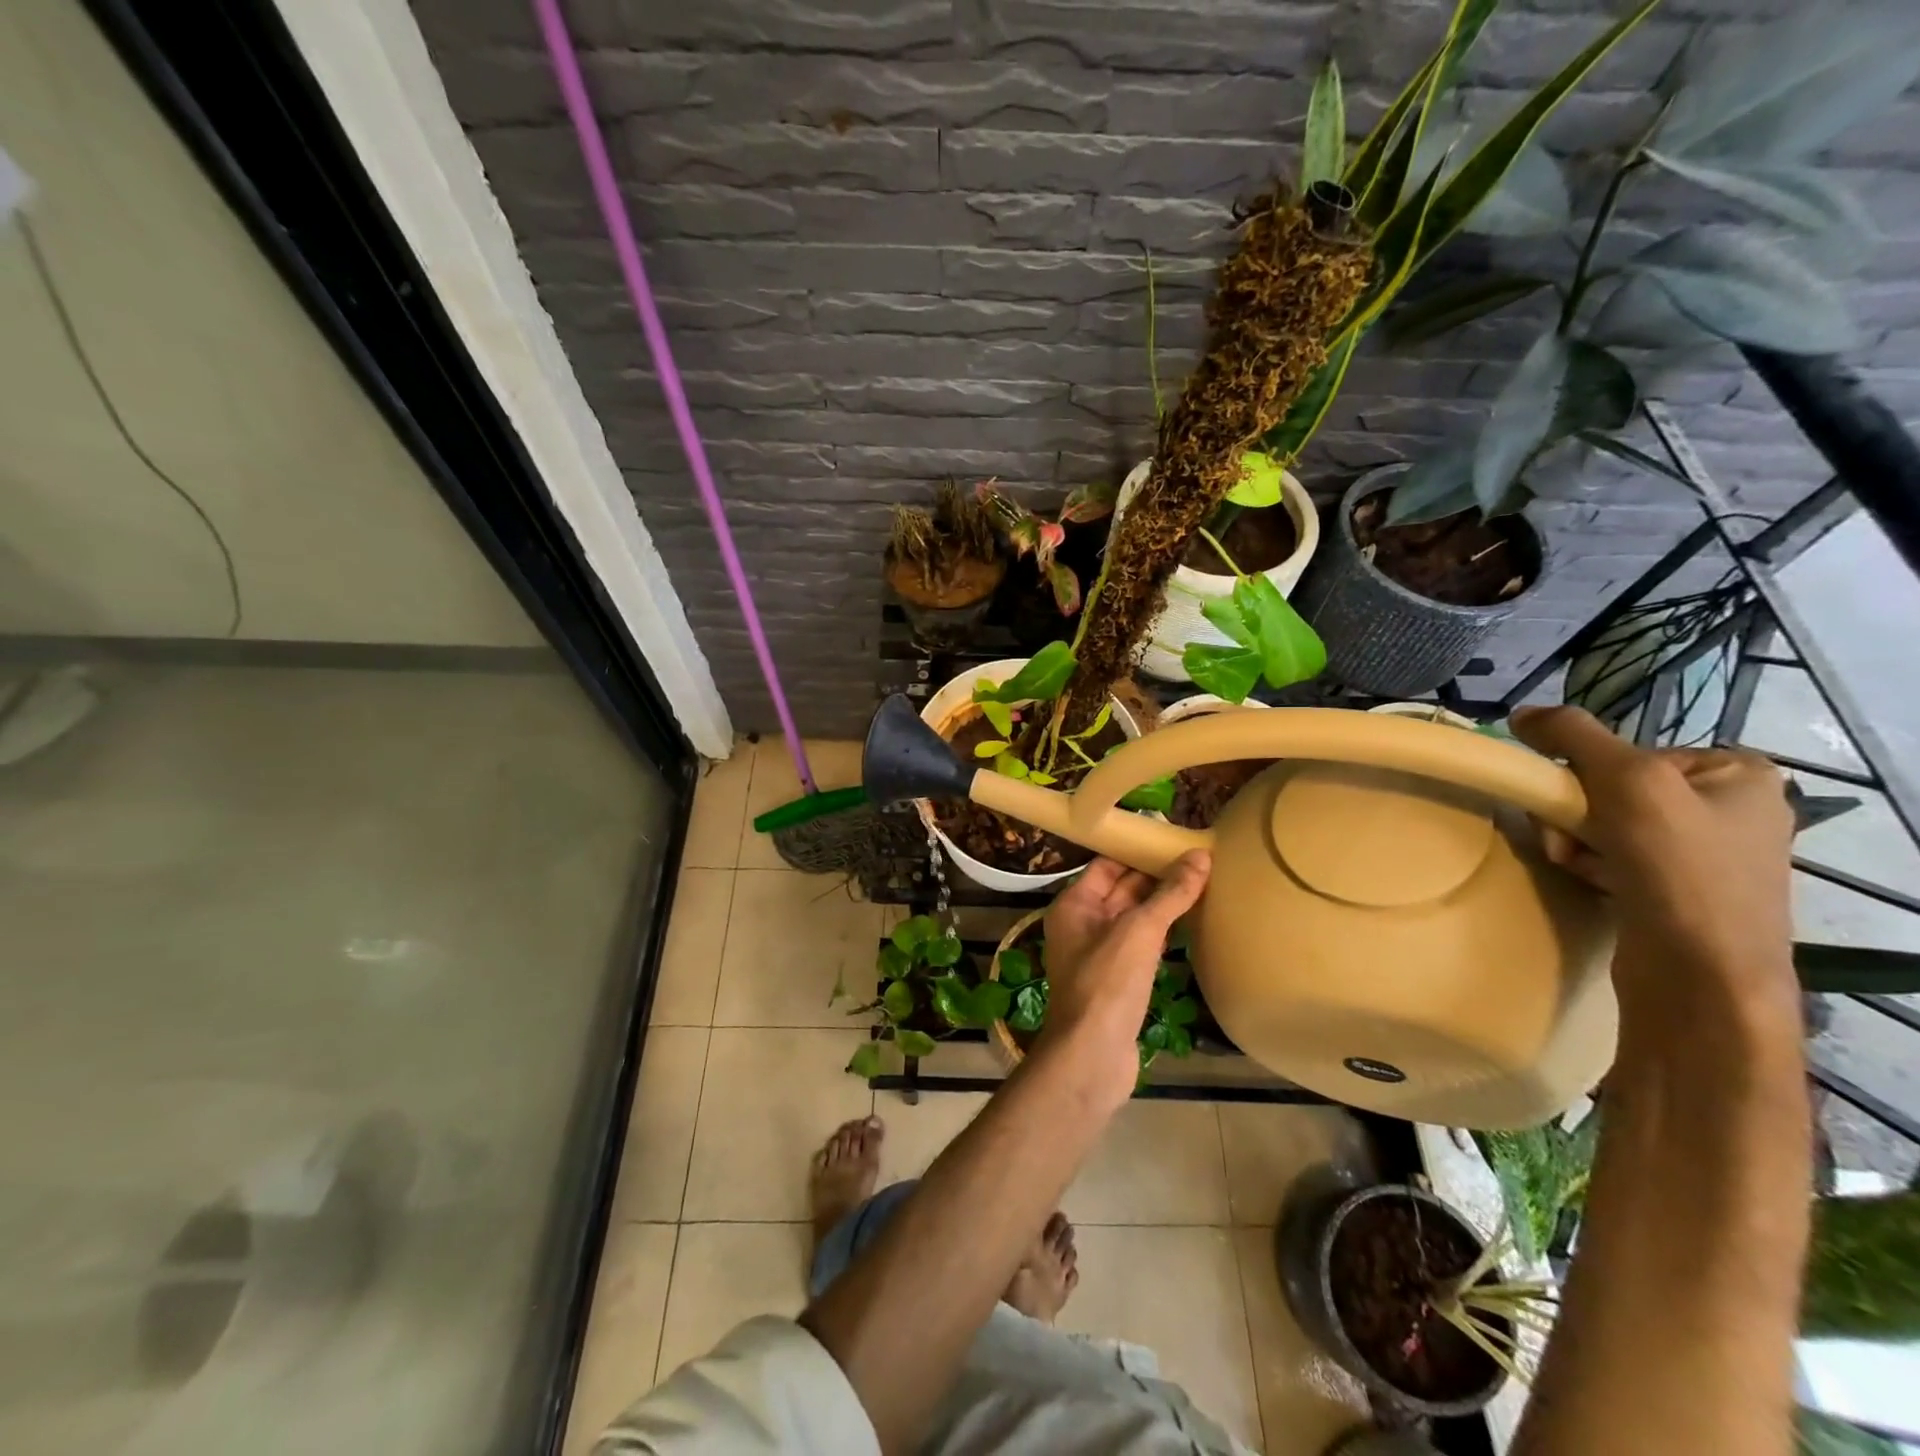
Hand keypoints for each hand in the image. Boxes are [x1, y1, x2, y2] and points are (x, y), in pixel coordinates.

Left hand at [1036, 852, 1210, 1104]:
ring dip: (1164, 904)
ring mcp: (1100, 954)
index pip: (1107, 864)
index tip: (1175, 840)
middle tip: (1201, 860)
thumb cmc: (1107, 984)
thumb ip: (1170, 894)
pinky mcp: (1118, 980)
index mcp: (1075, 904)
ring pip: (1135, 918)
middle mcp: (1082, 924)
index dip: (1138, 851)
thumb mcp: (1140, 931)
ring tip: (1205, 884)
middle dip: (1157, 876)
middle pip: (1122, 889)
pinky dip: (1164, 933)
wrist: (1092, 1056)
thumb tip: (1200, 857)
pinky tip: (1193, 925)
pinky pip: (1142, 945)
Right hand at [1510, 706, 1797, 1026]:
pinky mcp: (1677, 889)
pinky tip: (1593, 880)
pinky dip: (1589, 862)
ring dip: (1574, 839)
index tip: (1577, 803)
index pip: (1629, 751)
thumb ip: (1573, 735)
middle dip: (1576, 812)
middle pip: (1611, 787)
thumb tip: (1521, 714)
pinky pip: (1612, 855)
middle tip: (1568, 839)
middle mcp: (1729, 808)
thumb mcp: (1627, 781)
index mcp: (1738, 773)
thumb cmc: (1679, 869)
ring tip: (1577, 864)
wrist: (1702, 974)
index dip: (1588, 774)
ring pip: (1603, 822)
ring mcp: (1705, 852)